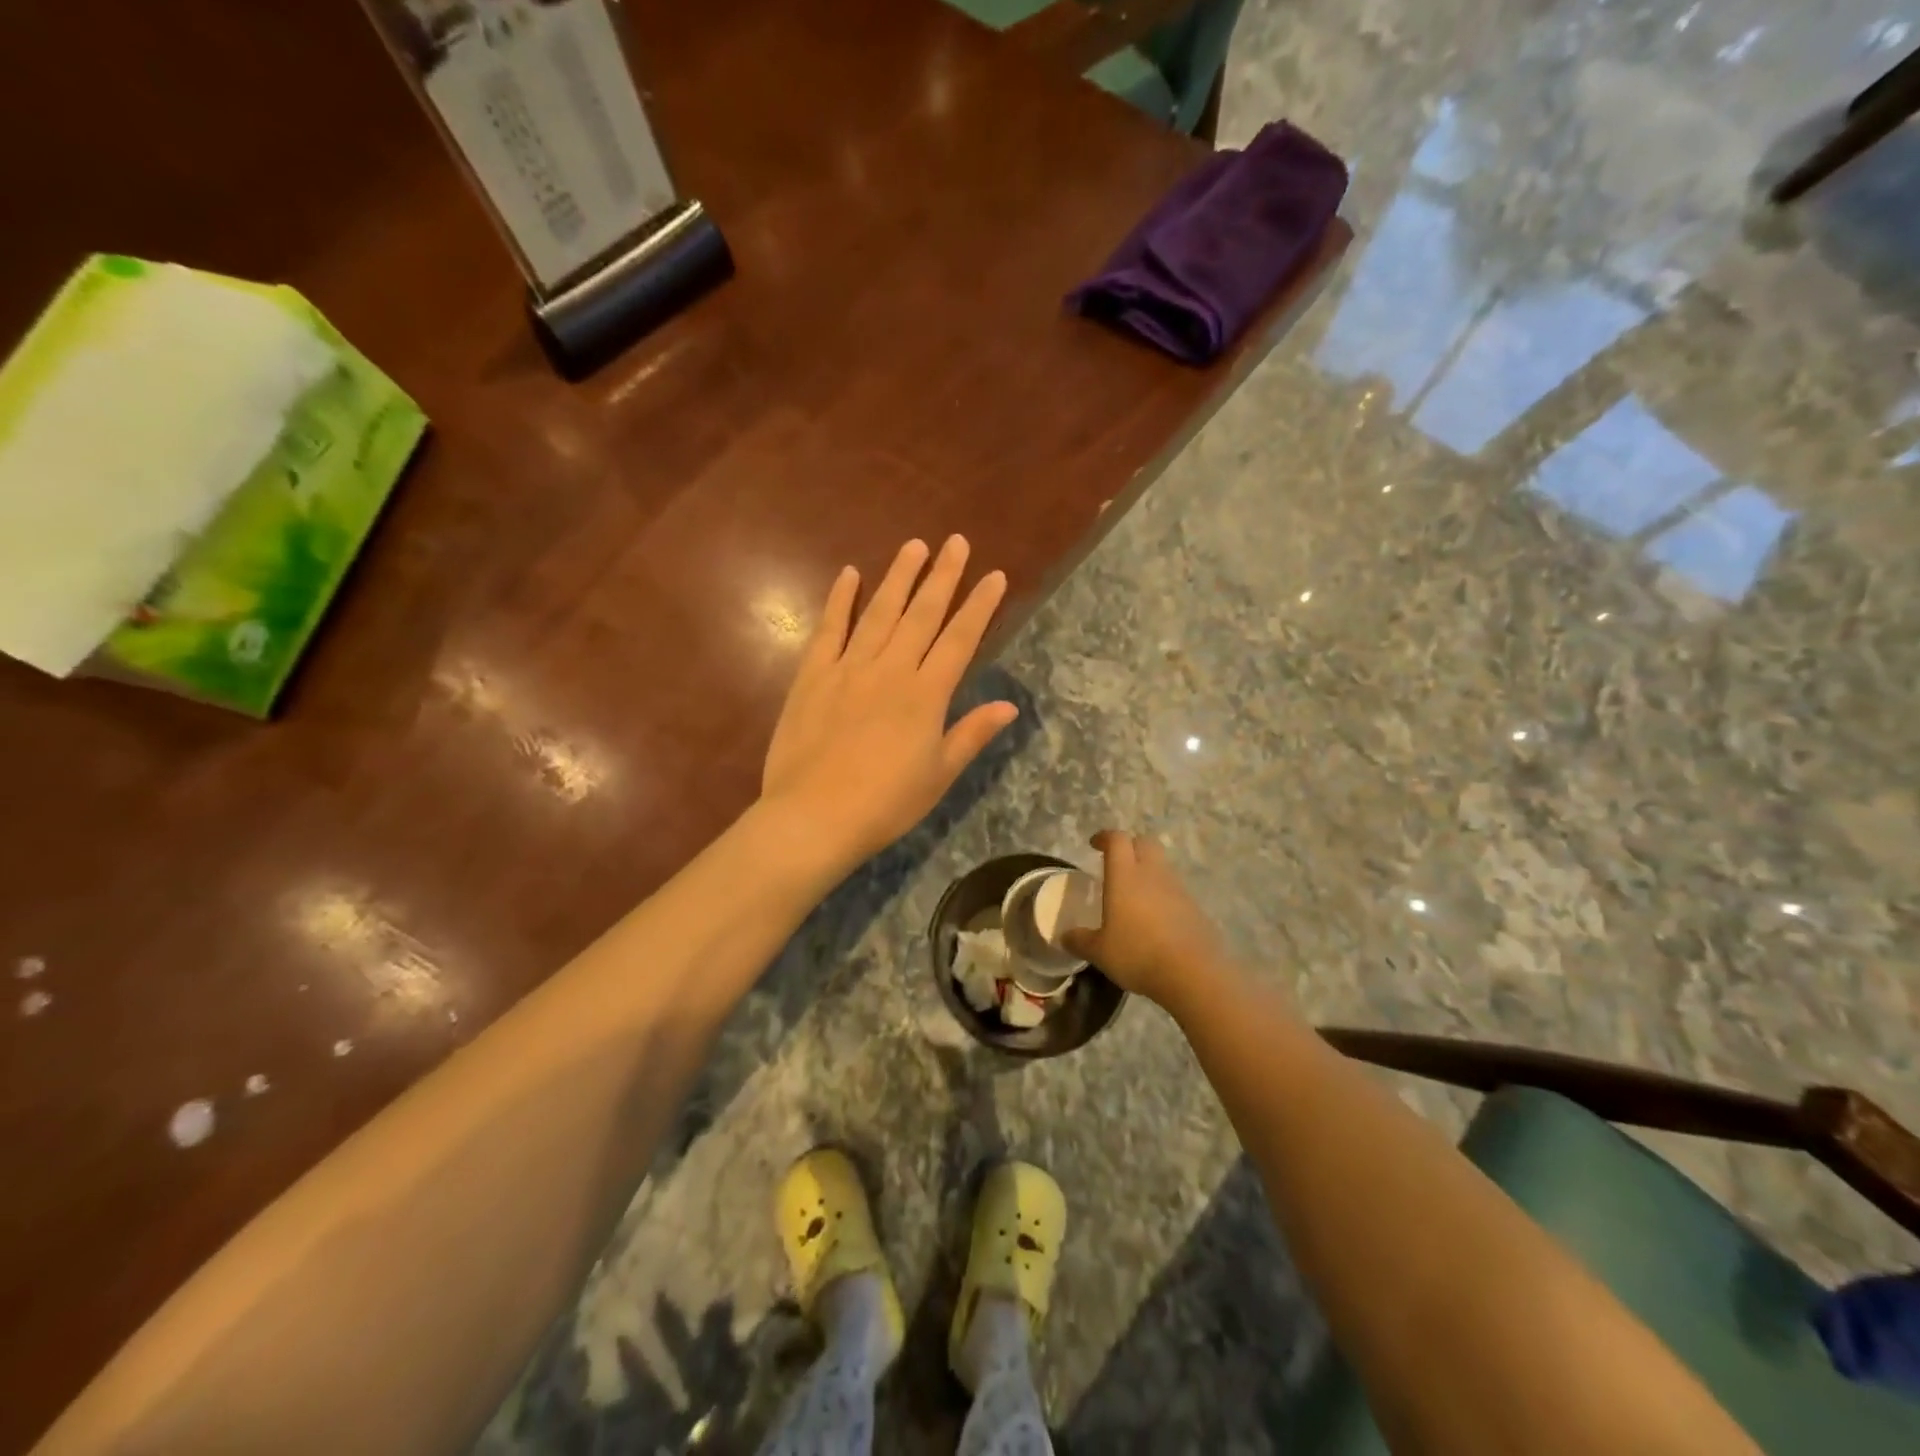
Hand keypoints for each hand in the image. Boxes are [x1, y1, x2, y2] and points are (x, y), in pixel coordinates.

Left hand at [761, 536, 1016, 869]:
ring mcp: (848, 668)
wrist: (814, 816)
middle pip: (922, 615)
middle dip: (943, 576)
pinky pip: (829, 630)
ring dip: (899, 577)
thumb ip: (971, 734)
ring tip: (915, 546)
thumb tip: (1009, 706)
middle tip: (957, 542)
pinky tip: (849, 575)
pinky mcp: (812, 676)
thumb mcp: (938, 775)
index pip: (960, 639)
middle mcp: (891, 670)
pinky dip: (840, 600)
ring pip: (879, 612)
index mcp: (926, 695)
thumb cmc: (885, 804)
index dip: (979, 606)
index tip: (994, 576)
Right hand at [1060, 830, 1233, 1007]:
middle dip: (1130, 846)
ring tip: (1134, 895)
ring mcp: (1178, 889)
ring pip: (1162, 866)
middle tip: (1117, 863)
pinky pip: (1175, 891)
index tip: (1094, 844)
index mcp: (1125, 875)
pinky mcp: (1195, 908)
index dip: (1105, 837)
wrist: (1194, 974)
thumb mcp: (1100, 952)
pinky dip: (1163, 895)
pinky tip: (1155, 919)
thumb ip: (1080, 941)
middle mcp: (1152, 874)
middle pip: (1145, 843)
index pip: (1117, 840)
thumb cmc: (1138, 954)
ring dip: (1148, 871)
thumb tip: (1064, 937)